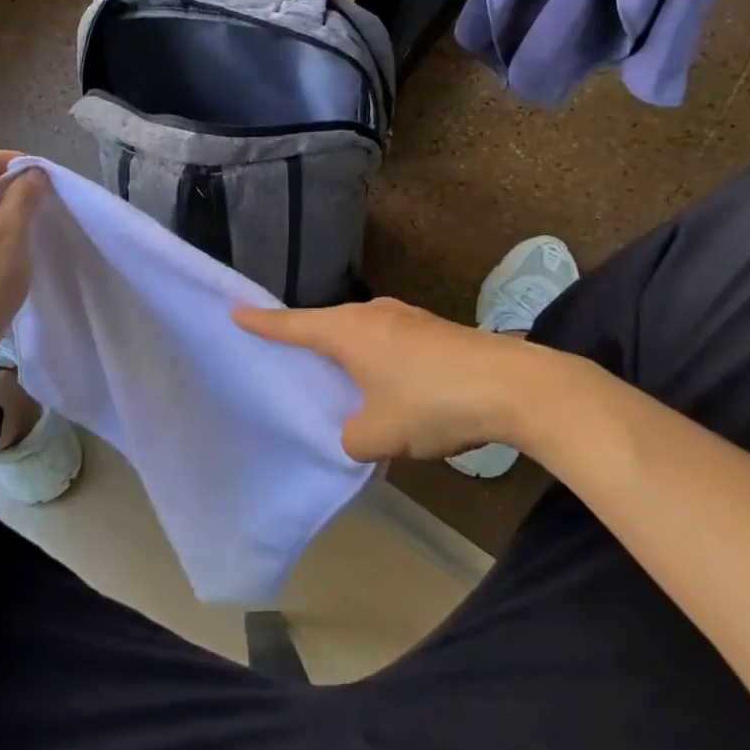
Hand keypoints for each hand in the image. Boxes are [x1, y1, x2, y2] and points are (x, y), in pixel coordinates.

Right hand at [234, 297, 546, 462]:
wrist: (515, 386)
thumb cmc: (432, 403)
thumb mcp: (380, 434)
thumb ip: (353, 438)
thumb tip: (358, 432)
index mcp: (349, 332)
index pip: (293, 326)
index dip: (262, 323)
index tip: (235, 311)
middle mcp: (373, 315)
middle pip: (327, 325)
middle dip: (307, 340)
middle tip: (286, 355)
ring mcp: (407, 318)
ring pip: (361, 334)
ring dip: (347, 354)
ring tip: (337, 378)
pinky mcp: (434, 330)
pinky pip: (387, 343)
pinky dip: (375, 360)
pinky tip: (387, 386)